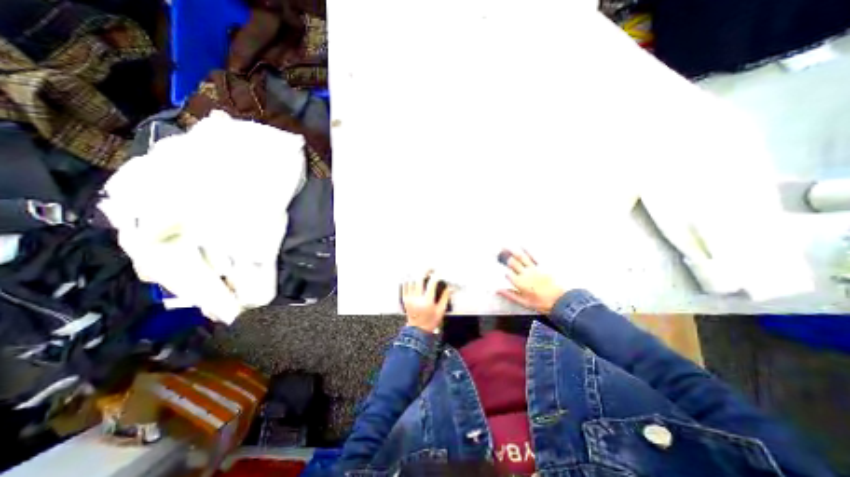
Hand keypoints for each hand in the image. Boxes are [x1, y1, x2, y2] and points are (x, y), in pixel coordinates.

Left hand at [402, 271, 454, 333]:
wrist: (417, 331)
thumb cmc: (430, 322)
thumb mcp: (441, 310)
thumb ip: (445, 297)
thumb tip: (450, 287)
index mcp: (427, 302)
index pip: (431, 283)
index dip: (436, 275)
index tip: (439, 272)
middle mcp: (417, 299)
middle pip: (419, 278)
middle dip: (425, 270)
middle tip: (430, 268)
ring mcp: (409, 298)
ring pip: (410, 280)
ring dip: (416, 273)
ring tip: (421, 270)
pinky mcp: (405, 298)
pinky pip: (404, 285)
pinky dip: (408, 278)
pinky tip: (413, 275)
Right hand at [499, 250, 561, 312]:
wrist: (561, 301)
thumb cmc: (542, 303)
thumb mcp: (524, 302)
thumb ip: (510, 295)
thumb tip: (498, 290)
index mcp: (519, 283)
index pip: (507, 274)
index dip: (504, 271)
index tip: (500, 268)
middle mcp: (525, 273)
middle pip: (512, 263)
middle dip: (504, 257)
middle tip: (498, 250)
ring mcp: (534, 268)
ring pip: (521, 257)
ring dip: (512, 250)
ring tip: (505, 245)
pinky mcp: (542, 266)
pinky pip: (533, 256)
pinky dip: (527, 250)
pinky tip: (522, 245)